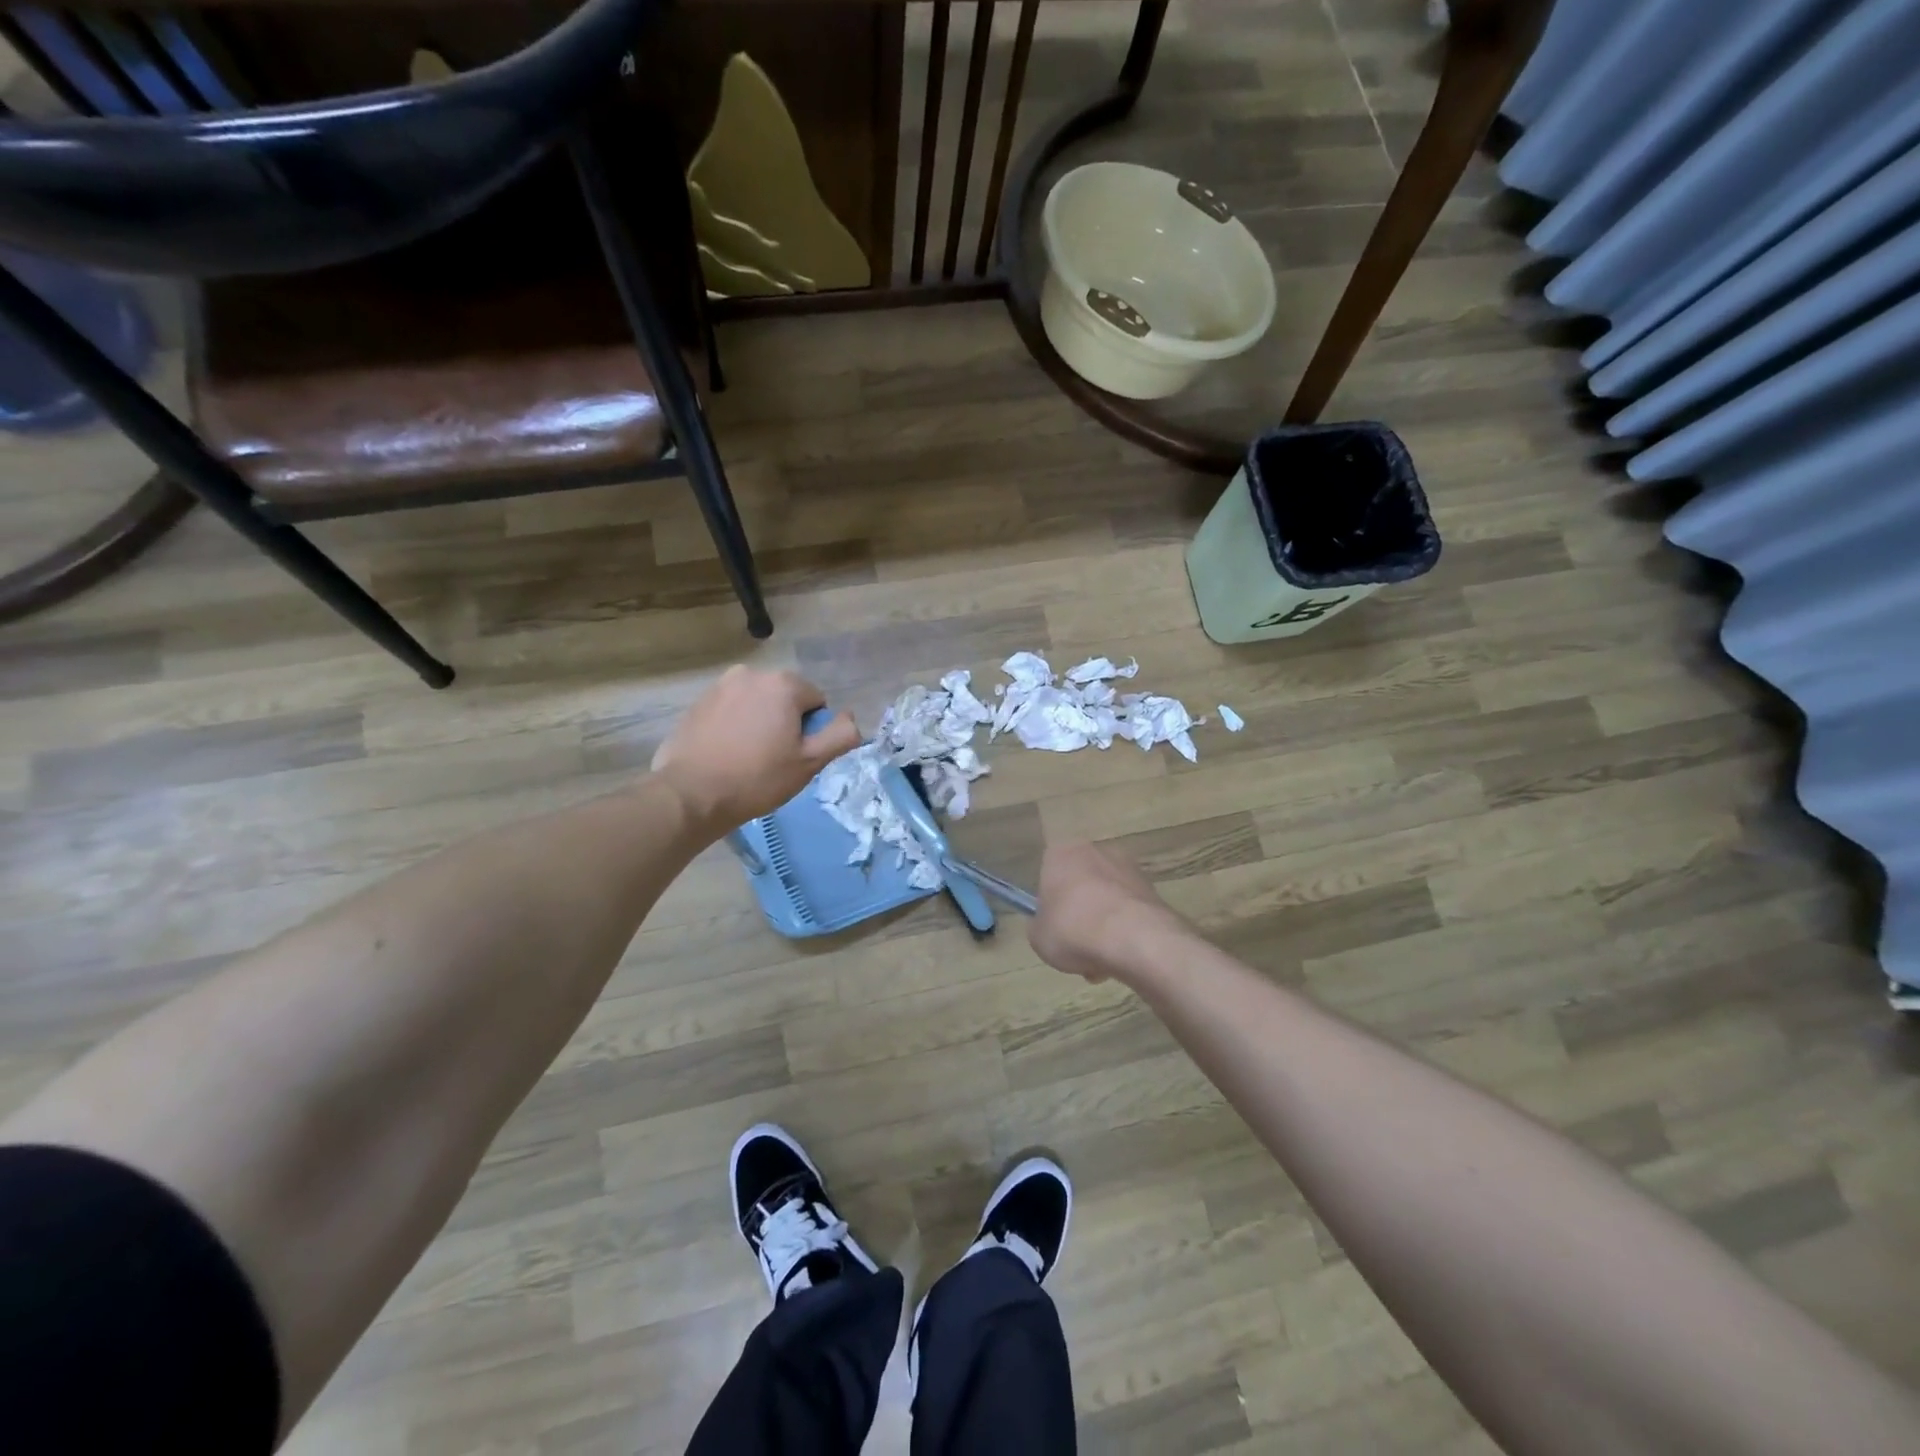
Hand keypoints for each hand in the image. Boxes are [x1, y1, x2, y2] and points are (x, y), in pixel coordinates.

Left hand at [651, 666, 859, 835]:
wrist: (691, 794)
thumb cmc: (758, 778)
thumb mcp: (810, 762)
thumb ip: (841, 735)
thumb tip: (850, 718)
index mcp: (783, 684)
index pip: (816, 702)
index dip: (812, 731)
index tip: (794, 756)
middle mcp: (752, 674)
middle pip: (786, 698)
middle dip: (785, 722)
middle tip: (774, 759)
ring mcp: (721, 686)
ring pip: (757, 703)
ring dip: (760, 722)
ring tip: (748, 757)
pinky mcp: (698, 702)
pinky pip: (731, 710)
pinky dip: (735, 725)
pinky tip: (727, 753)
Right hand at [1031, 842, 1183, 983]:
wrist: (1135, 939)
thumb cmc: (1073, 930)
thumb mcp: (1038, 937)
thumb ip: (1039, 926)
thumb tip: (1046, 925)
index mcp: (1061, 854)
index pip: (1048, 873)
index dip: (1049, 903)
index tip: (1053, 926)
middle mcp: (1095, 851)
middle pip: (1080, 885)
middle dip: (1079, 914)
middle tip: (1076, 947)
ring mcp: (1128, 868)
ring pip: (1106, 900)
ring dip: (1103, 926)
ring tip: (1102, 962)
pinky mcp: (1152, 889)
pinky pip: (1129, 911)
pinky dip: (1125, 930)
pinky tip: (1123, 957)